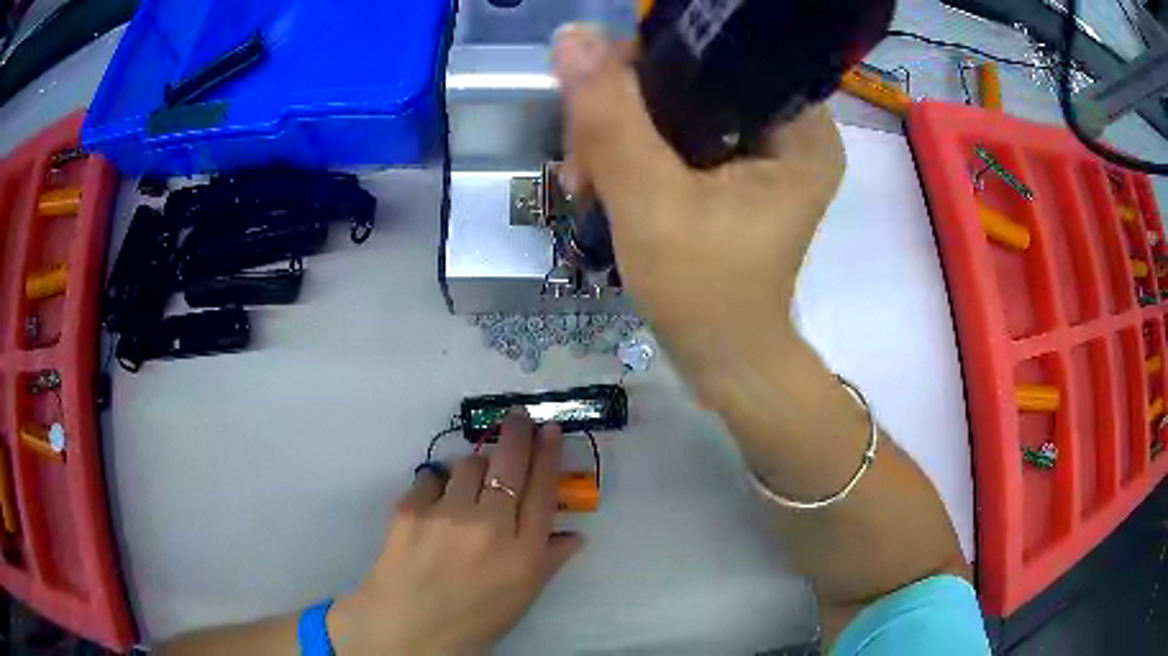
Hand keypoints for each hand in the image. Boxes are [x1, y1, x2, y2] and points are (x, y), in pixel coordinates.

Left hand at [328, 411, 582, 654]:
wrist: (407, 628)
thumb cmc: (472, 619)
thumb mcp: (522, 597)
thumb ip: (550, 560)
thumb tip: (575, 534)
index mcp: (523, 551)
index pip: (543, 489)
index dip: (548, 453)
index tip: (549, 429)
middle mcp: (489, 525)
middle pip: (509, 463)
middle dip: (517, 432)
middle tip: (518, 416)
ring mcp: (447, 514)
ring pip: (467, 464)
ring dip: (473, 468)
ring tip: (467, 486)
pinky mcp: (410, 509)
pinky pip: (430, 477)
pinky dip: (436, 485)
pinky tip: (433, 504)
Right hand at [552, 25, 844, 341]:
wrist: (722, 359)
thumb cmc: (704, 291)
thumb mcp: (652, 201)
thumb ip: (612, 118)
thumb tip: (572, 36)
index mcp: (802, 129)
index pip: (720, 54)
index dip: (650, 58)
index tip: (598, 92)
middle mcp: (792, 131)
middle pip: (695, 79)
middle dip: (625, 109)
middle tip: (583, 156)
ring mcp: (765, 153)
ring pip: (678, 107)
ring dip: (621, 134)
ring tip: (584, 177)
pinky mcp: (739, 174)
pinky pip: (679, 136)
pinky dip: (636, 153)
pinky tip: (600, 180)